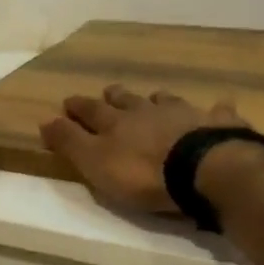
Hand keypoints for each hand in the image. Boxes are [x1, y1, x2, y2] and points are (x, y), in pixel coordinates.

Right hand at [40, 86, 244, 212]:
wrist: (204, 170)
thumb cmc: (142, 173)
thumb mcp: (95, 162)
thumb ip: (70, 142)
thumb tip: (43, 119)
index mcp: (116, 123)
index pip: (91, 111)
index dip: (78, 108)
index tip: (68, 102)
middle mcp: (148, 112)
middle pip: (128, 100)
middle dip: (116, 96)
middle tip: (109, 90)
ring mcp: (186, 114)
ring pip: (167, 101)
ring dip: (158, 99)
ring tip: (155, 96)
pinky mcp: (218, 125)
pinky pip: (216, 112)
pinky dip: (215, 110)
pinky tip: (220, 106)